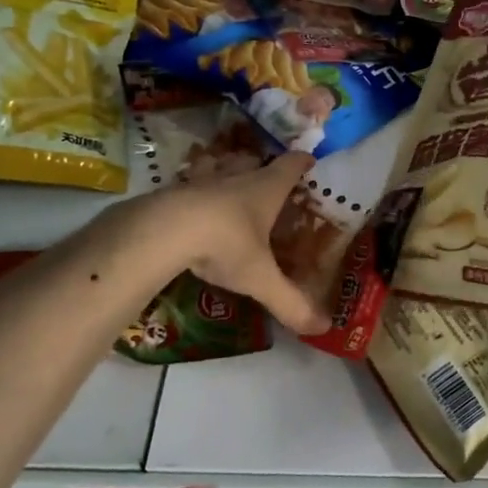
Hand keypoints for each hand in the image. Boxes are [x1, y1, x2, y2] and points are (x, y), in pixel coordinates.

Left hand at [151, 152, 329, 334]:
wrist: (164, 230)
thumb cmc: (225, 244)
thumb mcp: (260, 278)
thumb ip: (290, 302)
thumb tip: (323, 327)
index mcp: (266, 189)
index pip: (290, 166)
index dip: (302, 162)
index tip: (309, 160)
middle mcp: (236, 176)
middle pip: (254, 162)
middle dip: (262, 168)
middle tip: (267, 182)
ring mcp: (202, 180)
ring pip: (219, 167)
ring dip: (226, 172)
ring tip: (228, 187)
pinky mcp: (173, 190)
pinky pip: (189, 184)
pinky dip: (194, 191)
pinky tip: (191, 205)